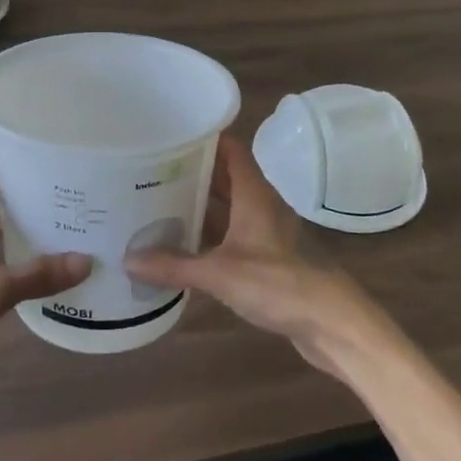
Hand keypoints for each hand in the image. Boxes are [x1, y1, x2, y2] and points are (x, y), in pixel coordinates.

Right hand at [124, 137, 389, 374]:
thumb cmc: (280, 285)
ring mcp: (267, 233)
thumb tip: (128, 258)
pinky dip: (210, 235)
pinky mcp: (269, 259)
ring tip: (158, 205)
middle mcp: (261, 205)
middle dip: (192, 174)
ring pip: (228, 208)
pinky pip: (233, 235)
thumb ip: (175, 266)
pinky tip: (184, 247)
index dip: (203, 139)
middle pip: (225, 178)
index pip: (230, 150)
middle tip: (151, 172)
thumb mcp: (220, 274)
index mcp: (254, 194)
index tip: (170, 136)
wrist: (332, 324)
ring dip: (200, 206)